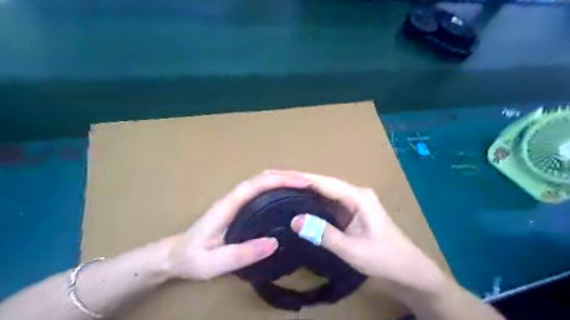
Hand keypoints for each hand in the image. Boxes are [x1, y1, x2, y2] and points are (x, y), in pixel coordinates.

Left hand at [165, 172, 311, 279]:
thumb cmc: (192, 258)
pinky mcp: (239, 208)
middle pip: (262, 178)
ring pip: (262, 182)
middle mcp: (234, 198)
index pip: (257, 184)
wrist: (175, 256)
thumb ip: (242, 254)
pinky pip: (261, 191)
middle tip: (310, 184)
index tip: (303, 183)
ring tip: (304, 188)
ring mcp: (236, 201)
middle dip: (286, 176)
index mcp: (228, 205)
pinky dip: (276, 188)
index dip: (280, 180)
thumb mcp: (213, 263)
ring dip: (283, 180)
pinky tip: (287, 197)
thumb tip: (275, 242)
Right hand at [280, 170, 448, 293]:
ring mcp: (353, 202)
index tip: (279, 175)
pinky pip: (328, 203)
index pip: (324, 182)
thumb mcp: (352, 250)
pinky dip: (312, 202)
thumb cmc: (385, 259)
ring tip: (281, 188)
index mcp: (358, 197)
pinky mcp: (351, 212)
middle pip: (323, 183)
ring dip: (304, 190)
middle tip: (274, 180)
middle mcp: (355, 194)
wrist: (409, 271)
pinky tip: (298, 203)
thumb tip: (295, 220)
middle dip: (299, 181)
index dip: (300, 178)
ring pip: (324, 192)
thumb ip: (323, 234)